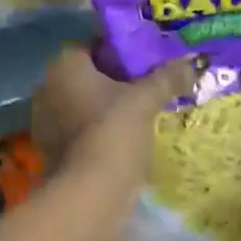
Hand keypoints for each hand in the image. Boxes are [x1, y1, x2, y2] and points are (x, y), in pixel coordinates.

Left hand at [32, 48, 196, 201]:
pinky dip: (101, 129)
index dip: (122, 50)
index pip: (94, 45)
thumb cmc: (113, 133)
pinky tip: (127, 137)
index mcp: (65, 66)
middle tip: (151, 84)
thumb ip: (167, 77)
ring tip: (144, 112)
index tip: (149, 60)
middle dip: (117, 79)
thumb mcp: (146, 100)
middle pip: (90, 75)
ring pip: (85, 103)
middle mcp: (48, 87)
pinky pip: (82, 128)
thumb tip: (193, 61)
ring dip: (109, 106)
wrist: (89, 195)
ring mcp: (46, 121)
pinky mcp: (53, 150)